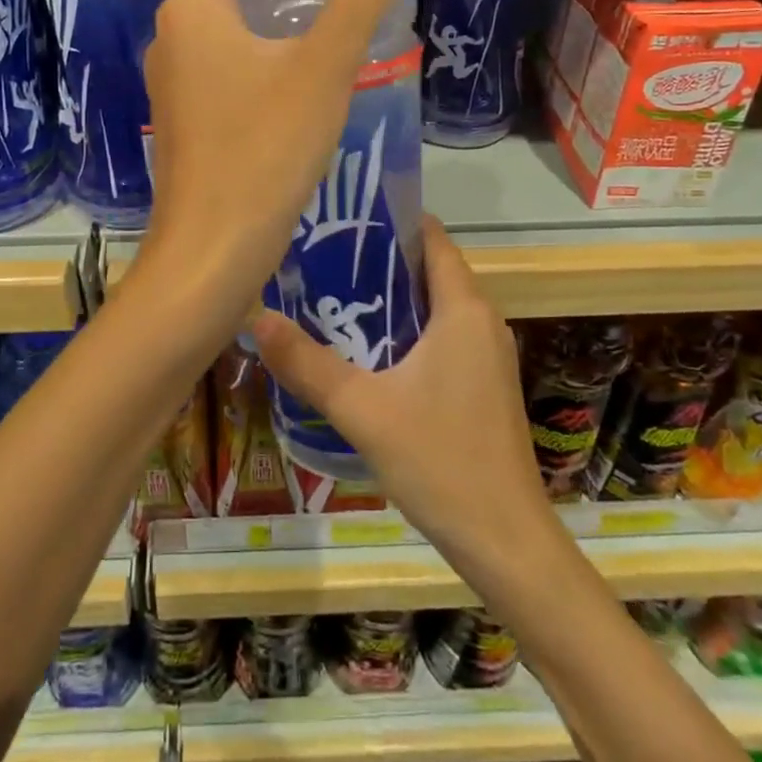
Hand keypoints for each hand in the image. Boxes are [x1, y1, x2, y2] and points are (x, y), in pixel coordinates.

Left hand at [132, 0, 424, 321]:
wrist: (212, 251)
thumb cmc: (265, 149)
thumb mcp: (325, 64)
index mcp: (192, 10)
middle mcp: (169, 40)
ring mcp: (170, 88)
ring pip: (221, 34)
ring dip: (267, 25)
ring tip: (327, 34)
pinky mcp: (183, 126)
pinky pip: (219, 76)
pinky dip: (255, 66)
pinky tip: (298, 91)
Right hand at [251, 217, 556, 569]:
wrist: (505, 542)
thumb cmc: (440, 461)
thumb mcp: (362, 409)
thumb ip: (306, 363)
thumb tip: (256, 317)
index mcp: (463, 309)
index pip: (431, 238)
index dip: (389, 220)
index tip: (340, 219)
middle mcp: (481, 321)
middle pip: (427, 270)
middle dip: (376, 261)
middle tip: (318, 259)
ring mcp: (485, 356)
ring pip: (432, 307)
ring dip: (387, 300)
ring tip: (329, 299)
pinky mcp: (481, 385)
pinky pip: (439, 338)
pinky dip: (403, 332)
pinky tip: (362, 352)